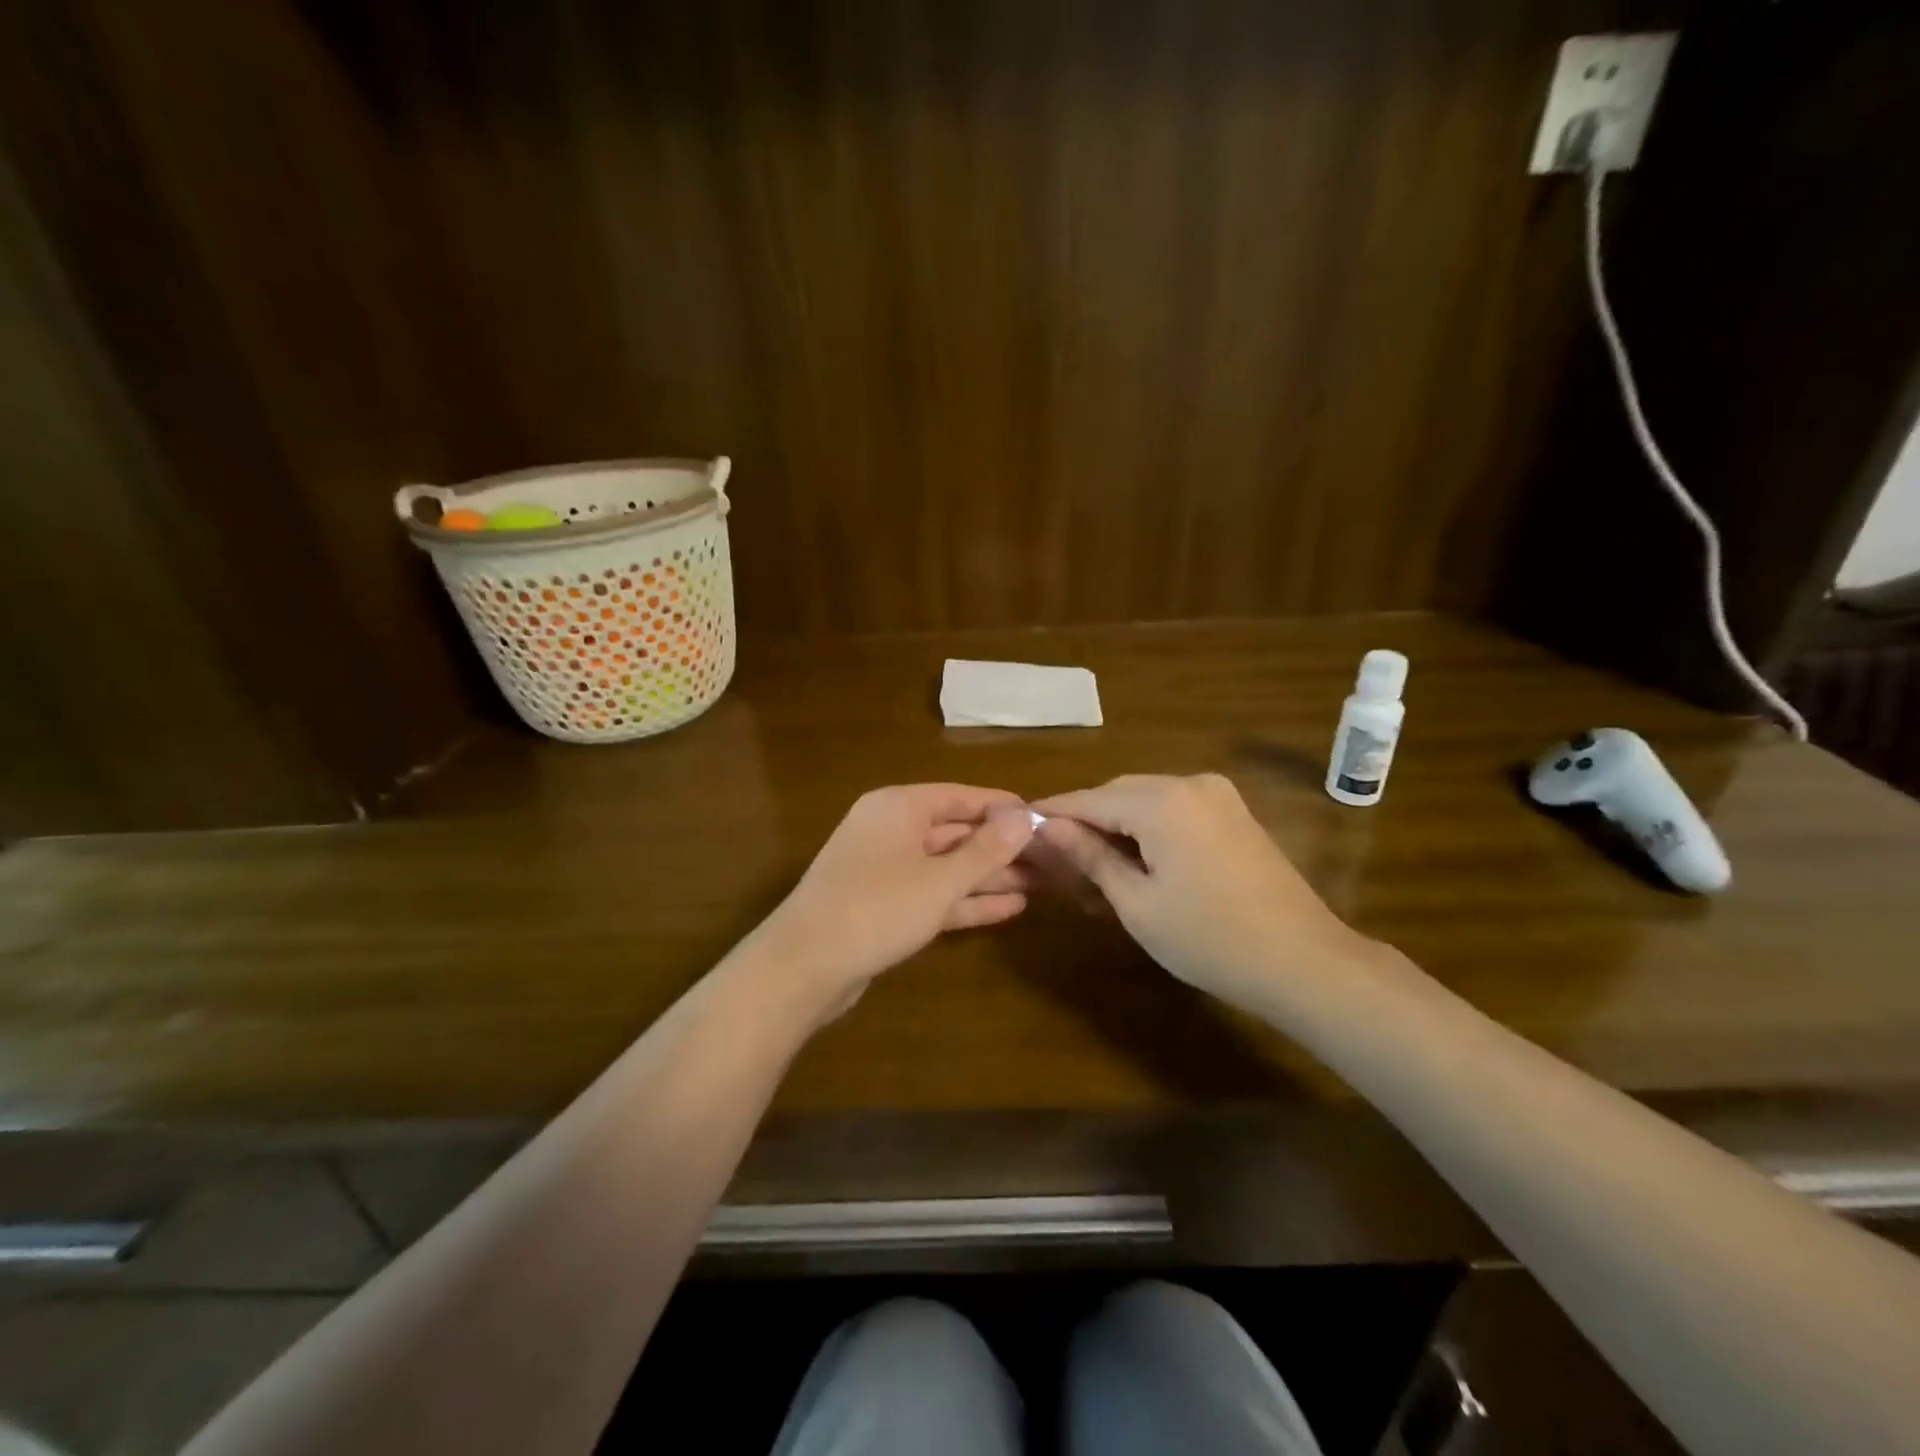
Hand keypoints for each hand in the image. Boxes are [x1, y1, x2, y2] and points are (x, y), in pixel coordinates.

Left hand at [745, 785, 1036, 1016]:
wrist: (803, 968)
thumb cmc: (876, 909)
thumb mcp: (939, 879)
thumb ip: (986, 849)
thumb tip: (1024, 815)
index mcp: (898, 808)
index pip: (961, 797)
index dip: (1003, 808)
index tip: (1045, 819)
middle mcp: (891, 831)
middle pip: (956, 832)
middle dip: (1002, 848)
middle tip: (1053, 858)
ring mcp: (886, 871)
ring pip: (948, 867)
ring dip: (991, 877)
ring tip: (1042, 883)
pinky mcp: (885, 908)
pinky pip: (934, 896)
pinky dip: (968, 901)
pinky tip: (1010, 909)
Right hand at [1034, 774, 1372, 1009]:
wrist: (1304, 962)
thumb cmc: (1209, 938)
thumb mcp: (1136, 903)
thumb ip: (1090, 856)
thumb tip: (1047, 827)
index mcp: (1162, 801)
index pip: (1090, 799)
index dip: (1053, 813)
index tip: (1019, 827)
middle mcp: (1190, 783)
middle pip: (1119, 795)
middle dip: (1086, 822)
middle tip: (1056, 860)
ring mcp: (1218, 796)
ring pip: (1146, 801)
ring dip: (1117, 828)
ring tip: (1093, 870)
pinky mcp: (1233, 814)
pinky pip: (1174, 811)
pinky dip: (1148, 831)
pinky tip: (1136, 865)